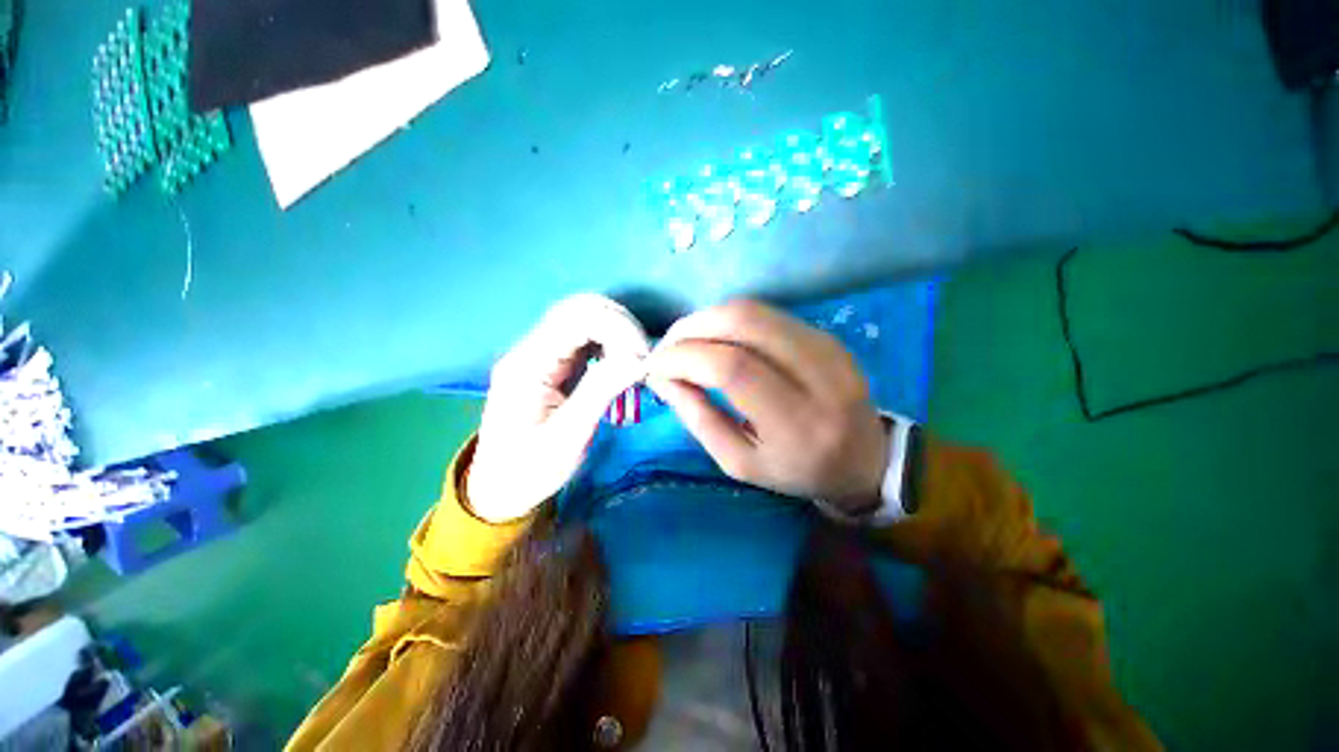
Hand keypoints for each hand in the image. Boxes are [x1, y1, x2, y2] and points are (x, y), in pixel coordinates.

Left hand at [468, 294, 649, 521]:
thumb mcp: (568, 436)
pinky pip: (584, 337)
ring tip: (636, 359)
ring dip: (616, 331)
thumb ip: (601, 390)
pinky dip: (609, 342)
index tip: (643, 356)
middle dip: (619, 324)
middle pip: (579, 308)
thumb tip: (639, 358)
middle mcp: (530, 348)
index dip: (617, 327)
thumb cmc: (531, 469)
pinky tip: (621, 361)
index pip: (576, 318)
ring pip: (583, 318)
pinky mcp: (551, 362)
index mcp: (527, 364)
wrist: (500, 487)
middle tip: (643, 356)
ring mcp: (539, 353)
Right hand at [646, 300, 888, 513]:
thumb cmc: (795, 470)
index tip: (655, 366)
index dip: (685, 357)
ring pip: (754, 311)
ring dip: (707, 319)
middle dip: (691, 327)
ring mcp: (828, 348)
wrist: (864, 459)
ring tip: (684, 342)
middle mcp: (820, 376)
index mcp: (798, 424)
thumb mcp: (739, 463)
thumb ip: (698, 419)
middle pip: (744, 324)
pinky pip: (767, 314)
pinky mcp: (826, 335)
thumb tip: (662, 377)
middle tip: (665, 347)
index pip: (733, 368)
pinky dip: (729, 320)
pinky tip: (715, 339)